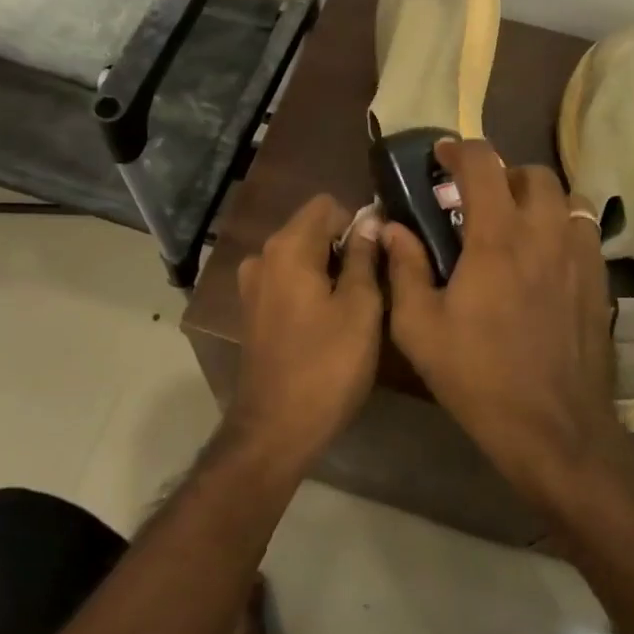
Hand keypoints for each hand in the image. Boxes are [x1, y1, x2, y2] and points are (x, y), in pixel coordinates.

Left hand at [229, 194, 383, 469]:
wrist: (277, 427)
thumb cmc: (327, 366)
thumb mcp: (360, 308)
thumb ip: (364, 257)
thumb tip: (370, 220)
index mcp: (288, 247)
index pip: (327, 205)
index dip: (358, 222)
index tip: (380, 256)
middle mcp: (263, 257)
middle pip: (312, 229)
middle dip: (345, 247)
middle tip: (376, 284)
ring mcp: (253, 285)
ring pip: (301, 257)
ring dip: (330, 271)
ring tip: (357, 306)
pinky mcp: (253, 311)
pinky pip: (288, 282)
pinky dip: (311, 289)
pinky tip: (329, 322)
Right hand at [382, 140, 629, 505]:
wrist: (554, 427)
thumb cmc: (478, 376)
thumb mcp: (419, 328)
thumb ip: (404, 269)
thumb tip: (393, 229)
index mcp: (497, 237)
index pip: (483, 164)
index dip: (458, 151)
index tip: (440, 158)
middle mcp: (545, 233)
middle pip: (532, 173)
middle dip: (501, 174)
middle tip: (476, 200)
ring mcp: (579, 256)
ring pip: (565, 198)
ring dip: (536, 198)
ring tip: (514, 223)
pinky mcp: (600, 281)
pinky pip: (583, 231)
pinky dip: (560, 226)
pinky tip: (542, 258)